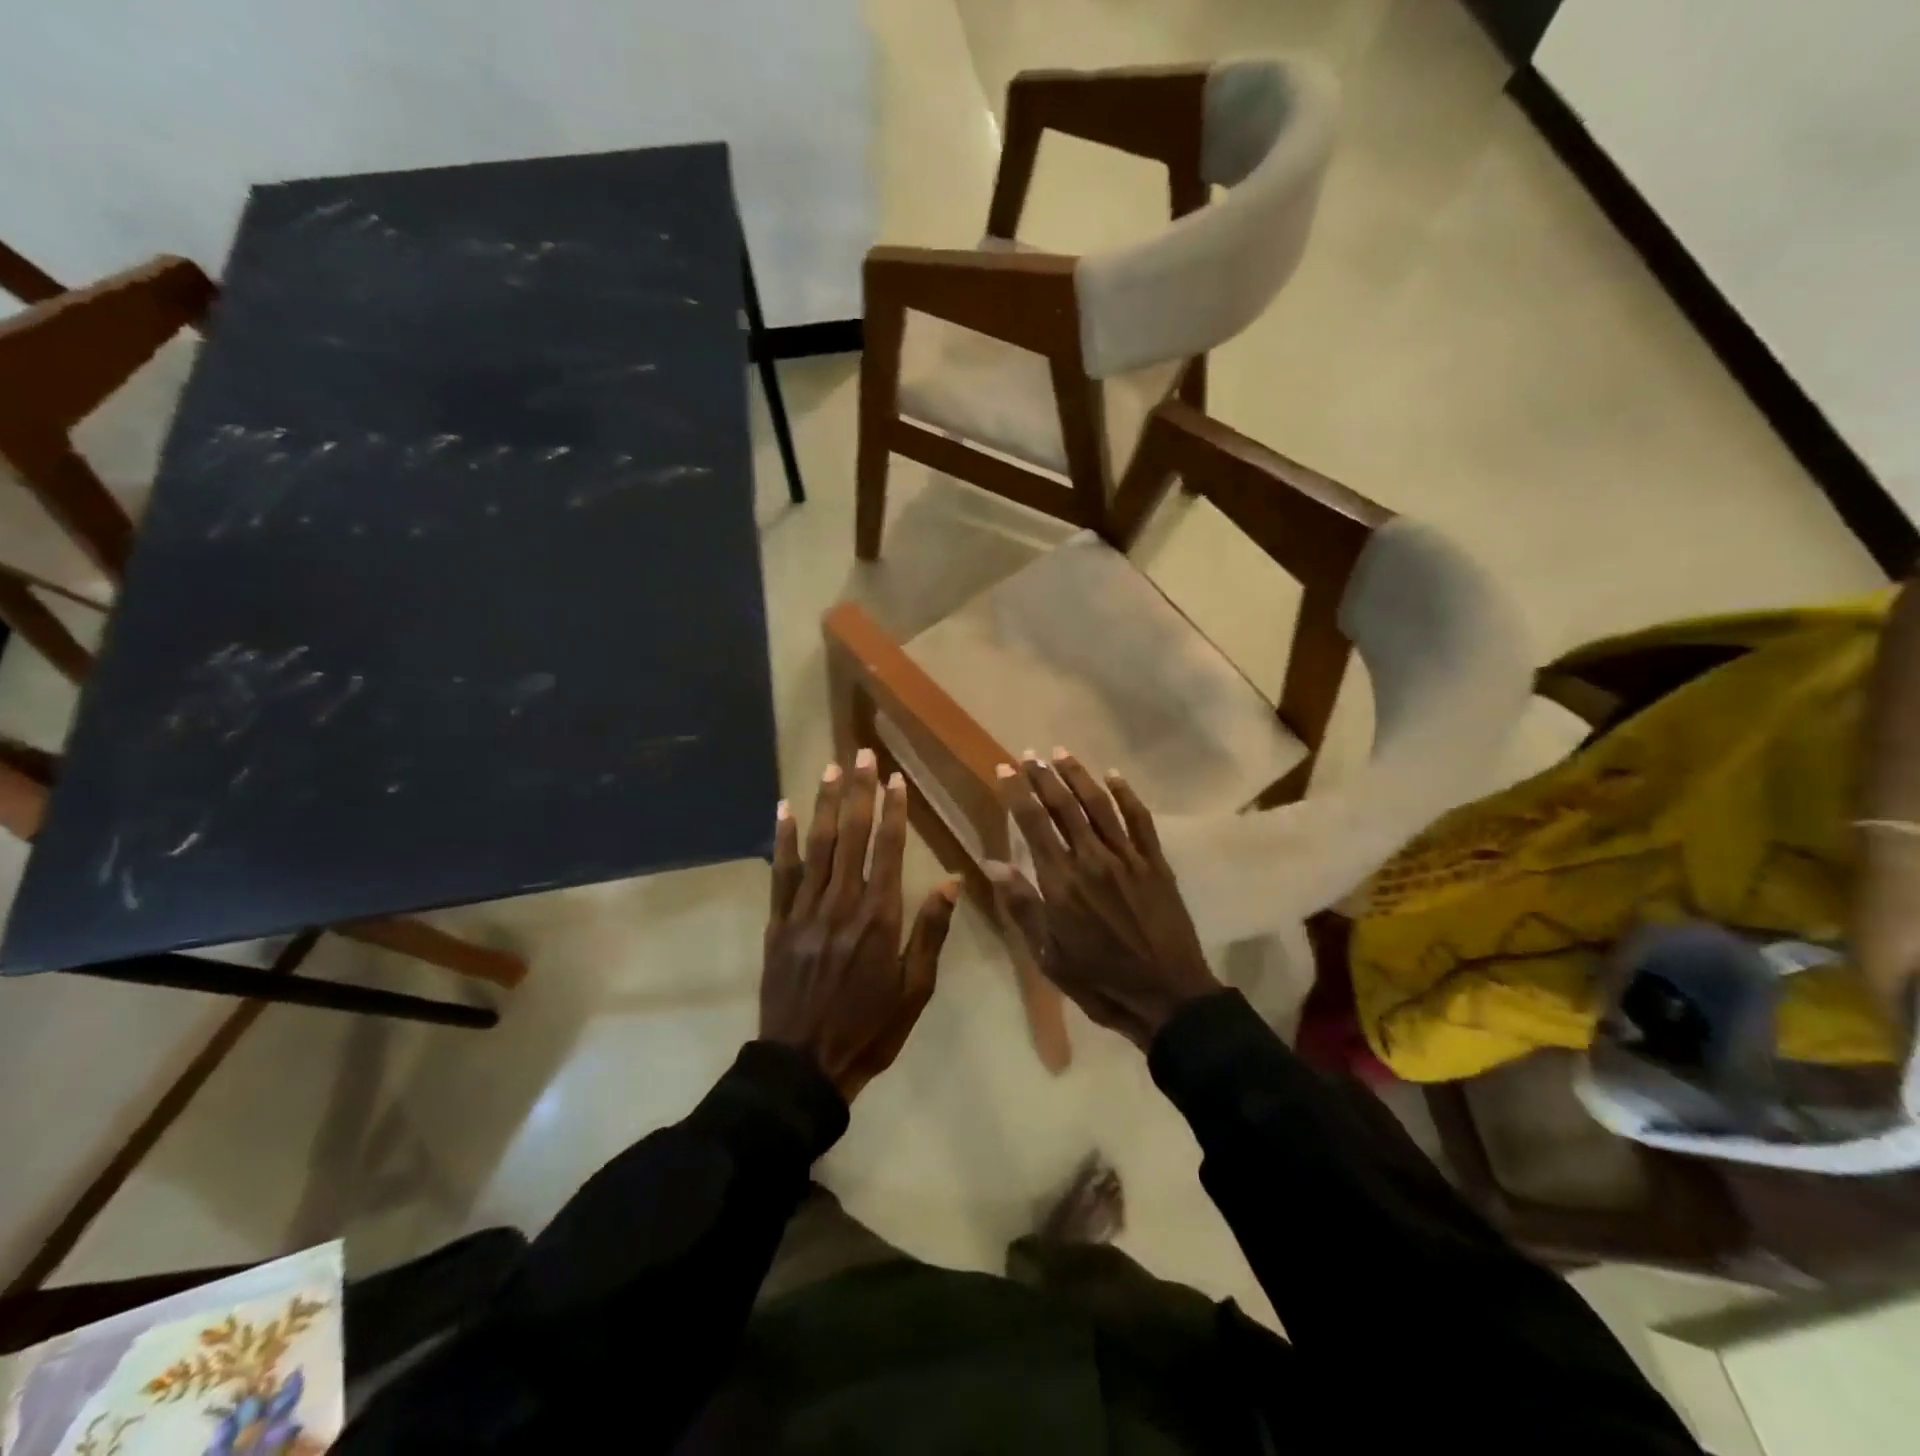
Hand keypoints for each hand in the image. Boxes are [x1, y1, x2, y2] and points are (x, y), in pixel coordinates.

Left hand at [763, 749, 960, 1099]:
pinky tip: (785, 810)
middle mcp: (841, 903)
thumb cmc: (870, 1029)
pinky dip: (784, 840)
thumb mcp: (916, 989)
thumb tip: (951, 881)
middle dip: (859, 792)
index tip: (895, 779)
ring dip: (825, 804)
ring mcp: (804, 911)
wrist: (804, 1066)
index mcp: (879, 918)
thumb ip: (931, 931)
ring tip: (831, 769)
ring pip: (817, 846)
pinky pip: (781, 873)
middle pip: (851, 836)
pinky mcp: (777, 923)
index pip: (887, 849)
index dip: (892, 811)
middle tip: (862, 755)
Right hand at [986, 750, 1220, 1050]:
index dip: (1017, 793)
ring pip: (1099, 805)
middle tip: (1029, 754)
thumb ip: (1022, 905)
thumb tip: (992, 863)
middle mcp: (1092, 860)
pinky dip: (1126, 795)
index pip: (1033, 824)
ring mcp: (1127, 858)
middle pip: (1064, 806)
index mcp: (1061, 882)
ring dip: (1078, 776)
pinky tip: (1113, 776)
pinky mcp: (1155, 863)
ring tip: (1061, 753)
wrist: (1167, 995)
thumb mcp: (1048, 954)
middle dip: (1043, 777)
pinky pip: (1139, 820)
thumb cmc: (1100, 980)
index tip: (1005, 769)